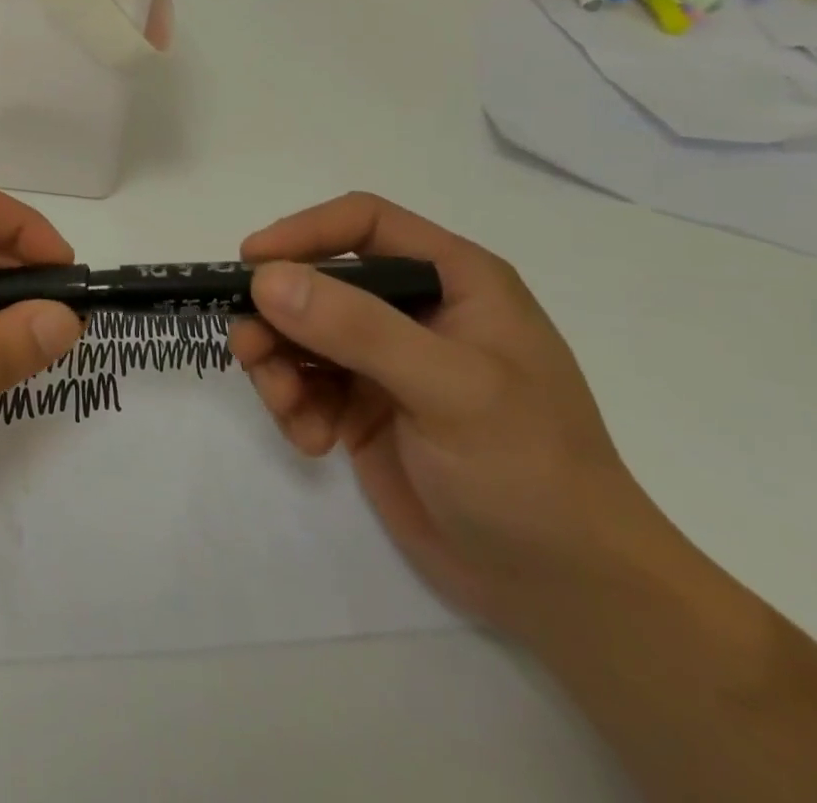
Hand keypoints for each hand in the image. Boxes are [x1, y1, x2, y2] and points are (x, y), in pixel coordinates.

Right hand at [231, 192, 670, 632]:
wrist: (566, 593)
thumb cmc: (528, 470)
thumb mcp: (451, 390)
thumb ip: (358, 328)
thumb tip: (265, 279)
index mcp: (453, 280)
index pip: (363, 223)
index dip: (304, 231)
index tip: (251, 264)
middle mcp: (413, 309)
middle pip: (316, 279)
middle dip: (277, 314)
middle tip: (249, 351)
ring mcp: (384, 360)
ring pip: (298, 331)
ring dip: (277, 365)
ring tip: (289, 409)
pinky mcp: (363, 407)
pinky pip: (302, 383)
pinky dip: (292, 406)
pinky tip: (314, 442)